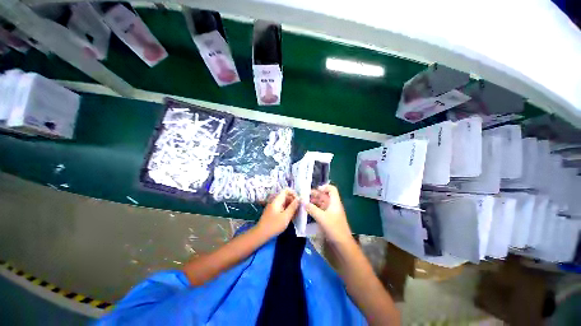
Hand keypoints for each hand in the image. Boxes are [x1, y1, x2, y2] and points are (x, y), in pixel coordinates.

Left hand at [257, 188, 299, 237]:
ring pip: (284, 203)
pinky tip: (291, 217)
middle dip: (293, 201)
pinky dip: (287, 211)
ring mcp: (274, 207)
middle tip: (299, 209)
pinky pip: (282, 208)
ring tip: (296, 214)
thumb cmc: (274, 225)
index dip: (293, 193)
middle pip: (286, 197)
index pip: (286, 190)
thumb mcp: (286, 216)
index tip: (299, 201)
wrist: (261, 234)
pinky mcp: (273, 212)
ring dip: (291, 207)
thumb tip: (299, 199)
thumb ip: (293, 207)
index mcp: (277, 200)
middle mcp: (275, 202)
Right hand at [306, 184, 352, 242]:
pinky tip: (308, 211)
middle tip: (305, 196)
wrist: (342, 244)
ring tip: (304, 203)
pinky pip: (321, 210)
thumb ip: (312, 209)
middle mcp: (333, 205)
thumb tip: (303, 202)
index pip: (332, 189)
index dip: (324, 187)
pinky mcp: (328, 219)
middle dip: (315, 195)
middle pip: (325, 196)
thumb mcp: (321, 217)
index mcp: (335, 202)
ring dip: (314, 202)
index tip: (315, 190)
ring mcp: (331, 212)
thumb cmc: (334, 228)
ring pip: (322, 203)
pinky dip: (315, 209)